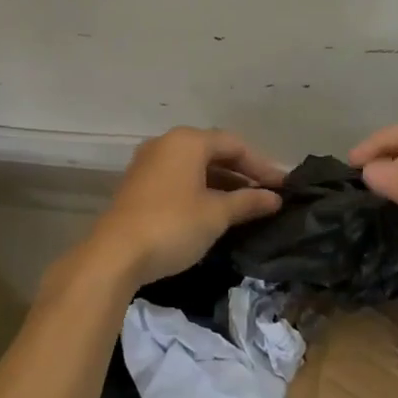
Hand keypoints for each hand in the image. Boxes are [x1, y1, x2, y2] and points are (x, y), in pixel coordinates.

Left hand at [79, 127, 285, 290]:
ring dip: (222, 183)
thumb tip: (275, 198)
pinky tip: (215, 210)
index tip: (283, 186)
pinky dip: (201, 190)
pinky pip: (179, 179)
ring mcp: (148, 164)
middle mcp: (166, 144)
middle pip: (214, 152)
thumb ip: (248, 202)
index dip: (262, 165)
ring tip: (246, 205)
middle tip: (268, 194)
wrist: (114, 256)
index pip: (234, 145)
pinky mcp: (138, 185)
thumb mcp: (217, 214)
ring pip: (195, 167)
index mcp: (187, 141)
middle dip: (243, 173)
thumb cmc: (173, 225)